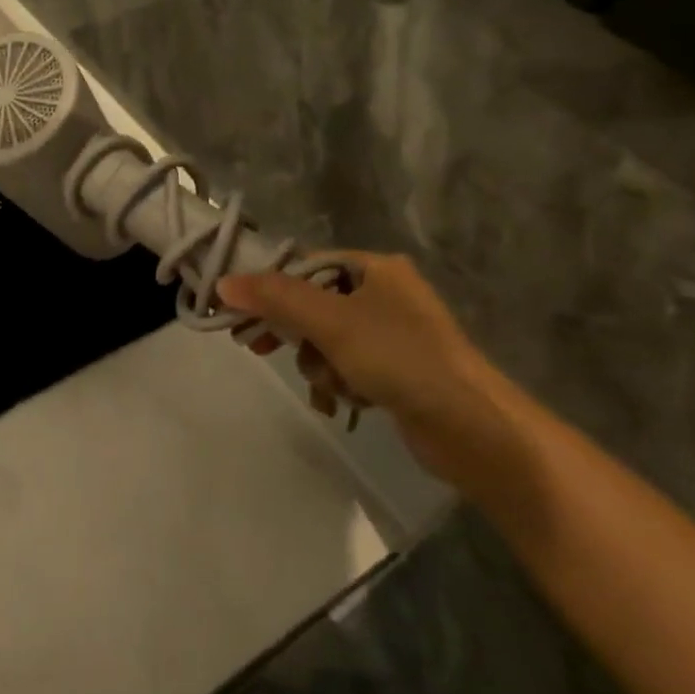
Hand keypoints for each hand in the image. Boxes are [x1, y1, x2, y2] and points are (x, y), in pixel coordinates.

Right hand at [218, 254, 531, 498]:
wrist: (472, 427)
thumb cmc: (400, 358)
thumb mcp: (331, 321)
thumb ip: (275, 298)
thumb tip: (222, 283)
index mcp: (375, 268)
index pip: (305, 266)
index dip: (270, 289)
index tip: (240, 316)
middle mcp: (385, 293)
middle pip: (313, 304)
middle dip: (293, 332)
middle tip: (260, 348)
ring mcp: (393, 334)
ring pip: (326, 340)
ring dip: (318, 363)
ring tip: (328, 384)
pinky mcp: (397, 370)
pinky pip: (347, 366)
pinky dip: (338, 381)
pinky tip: (344, 401)